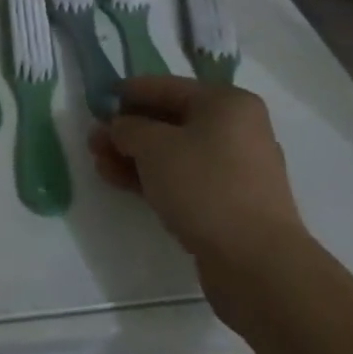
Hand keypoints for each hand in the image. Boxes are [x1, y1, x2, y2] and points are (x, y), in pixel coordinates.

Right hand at [89, 77, 308, 317]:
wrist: (258, 266)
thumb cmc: (205, 186)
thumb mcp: (153, 146)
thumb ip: (127, 128)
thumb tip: (117, 127)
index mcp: (226, 103)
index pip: (165, 86)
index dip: (127, 93)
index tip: (97, 102)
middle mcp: (237, 130)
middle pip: (169, 121)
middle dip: (128, 131)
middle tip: (94, 140)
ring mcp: (236, 170)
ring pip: (174, 153)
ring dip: (135, 157)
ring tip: (100, 164)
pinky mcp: (232, 205)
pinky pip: (185, 180)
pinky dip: (154, 178)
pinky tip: (121, 183)